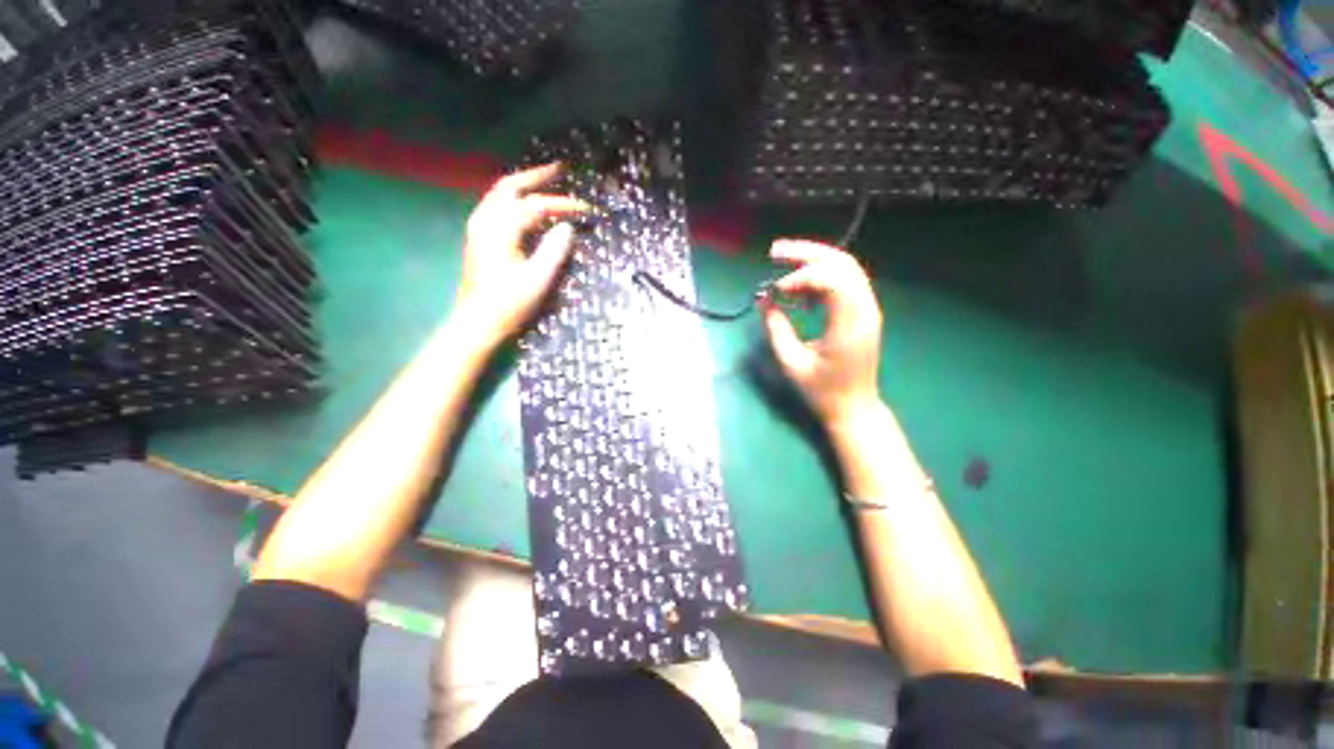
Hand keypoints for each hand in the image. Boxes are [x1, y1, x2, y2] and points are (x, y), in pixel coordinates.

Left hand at [455, 163, 589, 347]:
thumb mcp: (538, 279)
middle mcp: (485, 220)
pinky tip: (528, 206)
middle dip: (536, 175)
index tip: (586, 207)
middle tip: (561, 169)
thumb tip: (567, 227)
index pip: (536, 205)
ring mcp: (479, 228)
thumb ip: (554, 250)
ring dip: (524, 185)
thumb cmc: (509, 304)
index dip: (562, 204)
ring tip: (546, 181)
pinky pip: (498, 207)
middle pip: (510, 186)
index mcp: (500, 229)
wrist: (477, 323)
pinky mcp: (479, 238)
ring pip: (501, 194)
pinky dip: (516, 199)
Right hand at [762, 240, 883, 428]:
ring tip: (783, 259)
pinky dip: (820, 278)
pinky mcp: (862, 313)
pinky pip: (843, 282)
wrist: (854, 408)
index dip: (802, 277)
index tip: (776, 290)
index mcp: (850, 325)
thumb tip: (764, 301)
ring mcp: (867, 309)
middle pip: (842, 263)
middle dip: (806, 253)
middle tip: (774, 251)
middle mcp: (865, 310)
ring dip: (813, 260)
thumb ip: (776, 329)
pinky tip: (799, 289)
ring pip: (844, 268)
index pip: (833, 280)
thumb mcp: (792, 364)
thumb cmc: (822, 392)